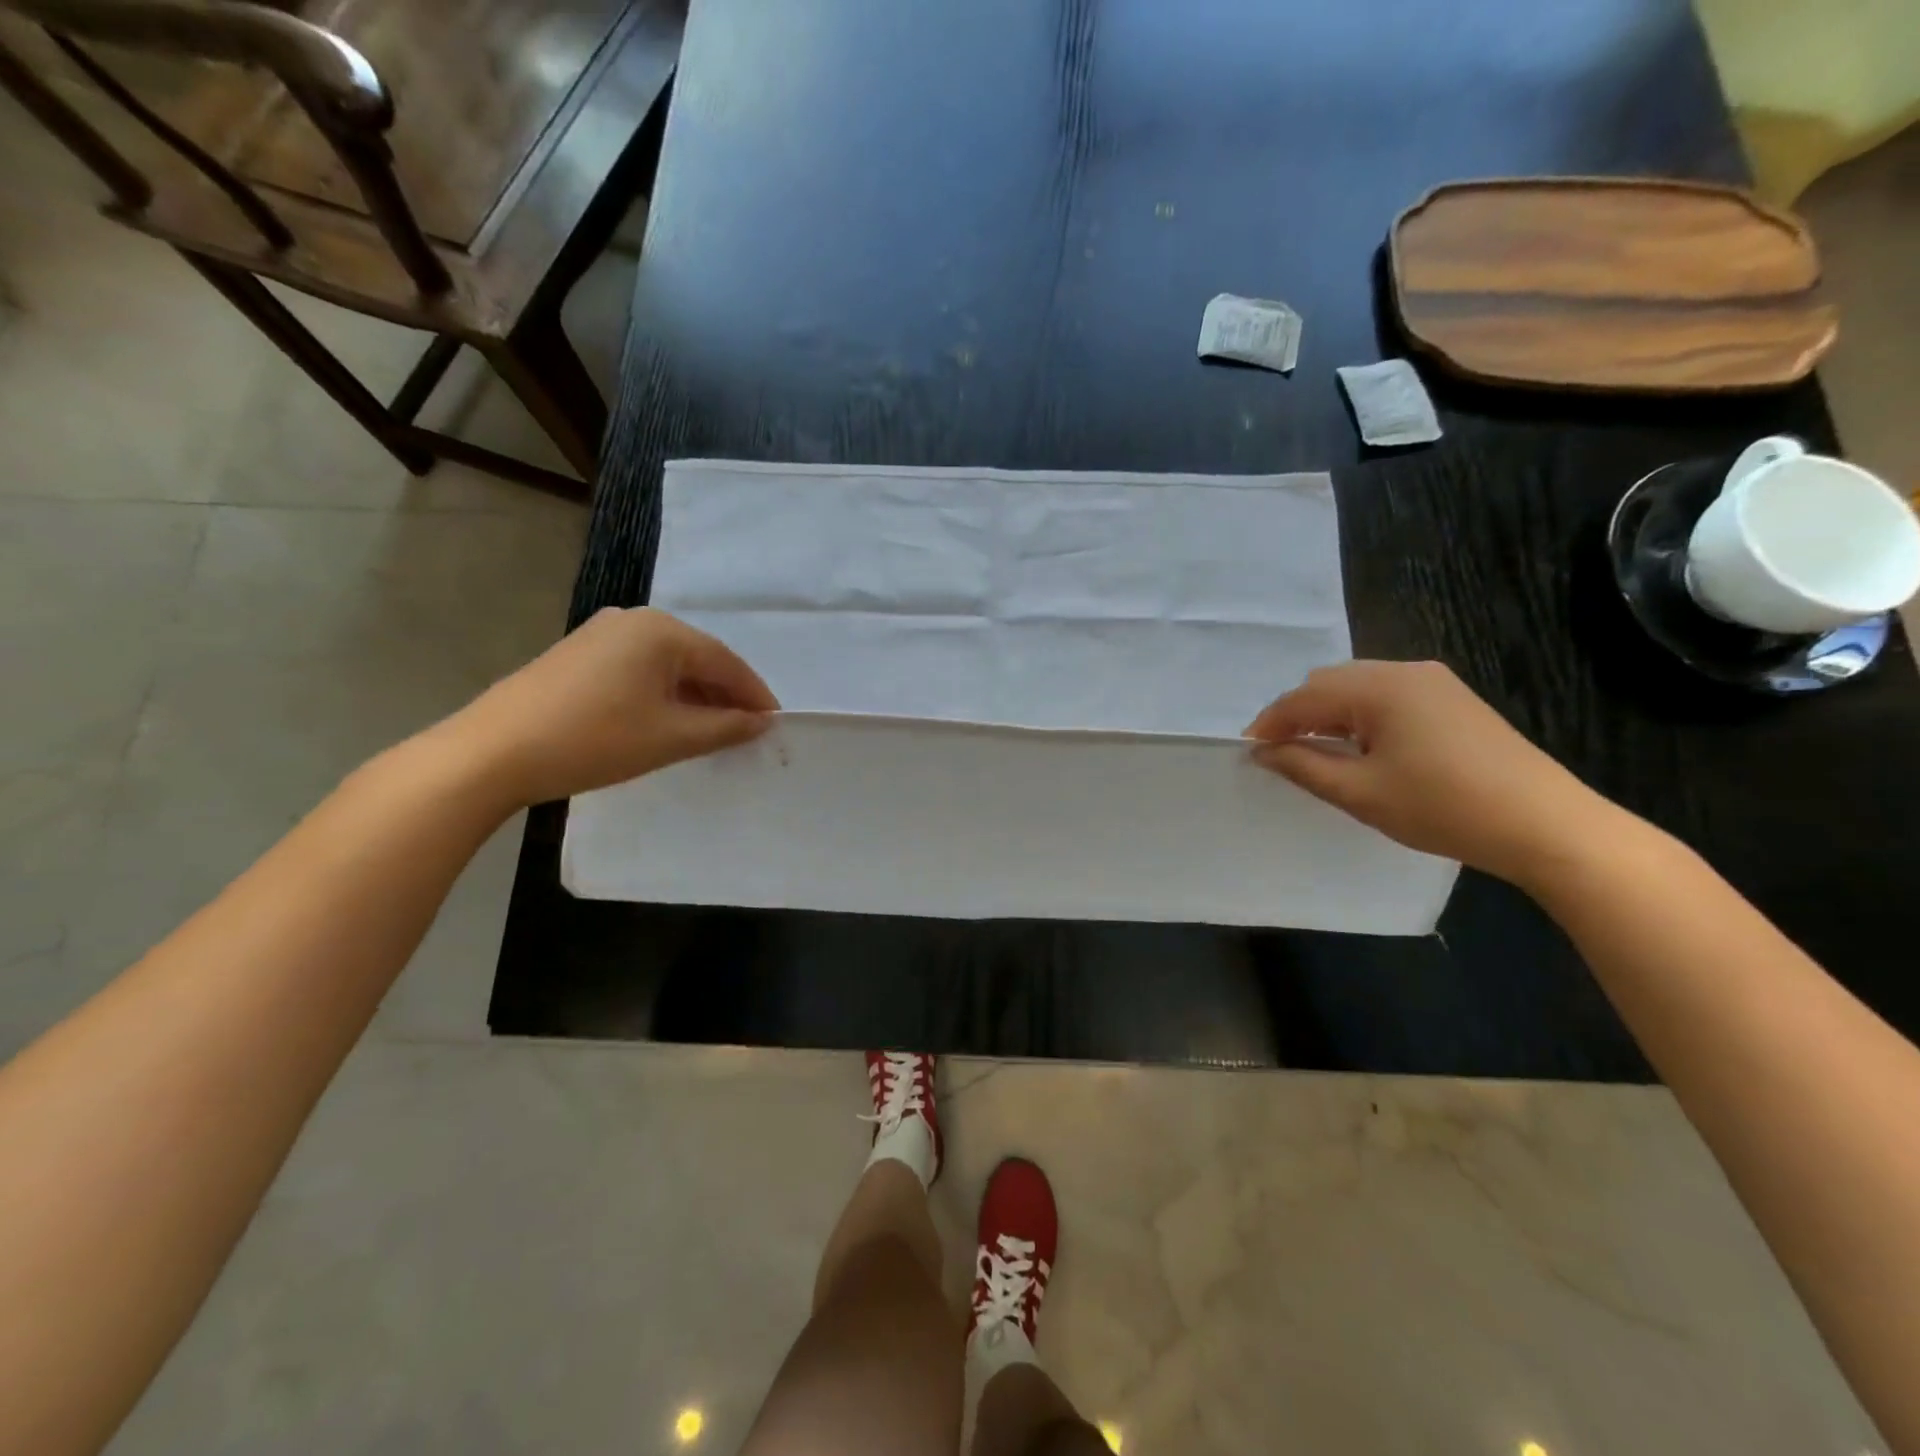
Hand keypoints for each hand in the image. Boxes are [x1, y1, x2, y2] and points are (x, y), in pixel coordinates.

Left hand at [441, 607, 777, 806]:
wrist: (493, 752)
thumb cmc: (595, 739)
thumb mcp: (672, 737)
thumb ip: (726, 726)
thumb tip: (762, 721)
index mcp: (661, 630)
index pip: (726, 661)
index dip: (754, 694)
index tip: (775, 723)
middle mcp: (634, 619)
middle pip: (697, 658)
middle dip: (724, 695)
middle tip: (746, 729)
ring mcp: (601, 633)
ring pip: (667, 664)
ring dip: (694, 696)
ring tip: (711, 730)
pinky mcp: (579, 654)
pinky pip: (638, 669)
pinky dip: (662, 694)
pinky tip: (666, 721)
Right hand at [1244, 660, 1612, 885]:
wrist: (1545, 824)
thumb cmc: (1442, 807)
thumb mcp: (1360, 792)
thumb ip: (1303, 766)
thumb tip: (1263, 752)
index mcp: (1379, 687)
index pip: (1304, 697)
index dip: (1270, 723)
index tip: (1248, 751)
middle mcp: (1405, 671)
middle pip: (1329, 683)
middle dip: (1297, 714)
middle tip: (1280, 754)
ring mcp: (1434, 682)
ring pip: (1358, 687)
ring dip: (1328, 714)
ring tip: (1316, 753)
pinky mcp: (1453, 699)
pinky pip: (1387, 696)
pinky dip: (1359, 715)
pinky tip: (1360, 747)